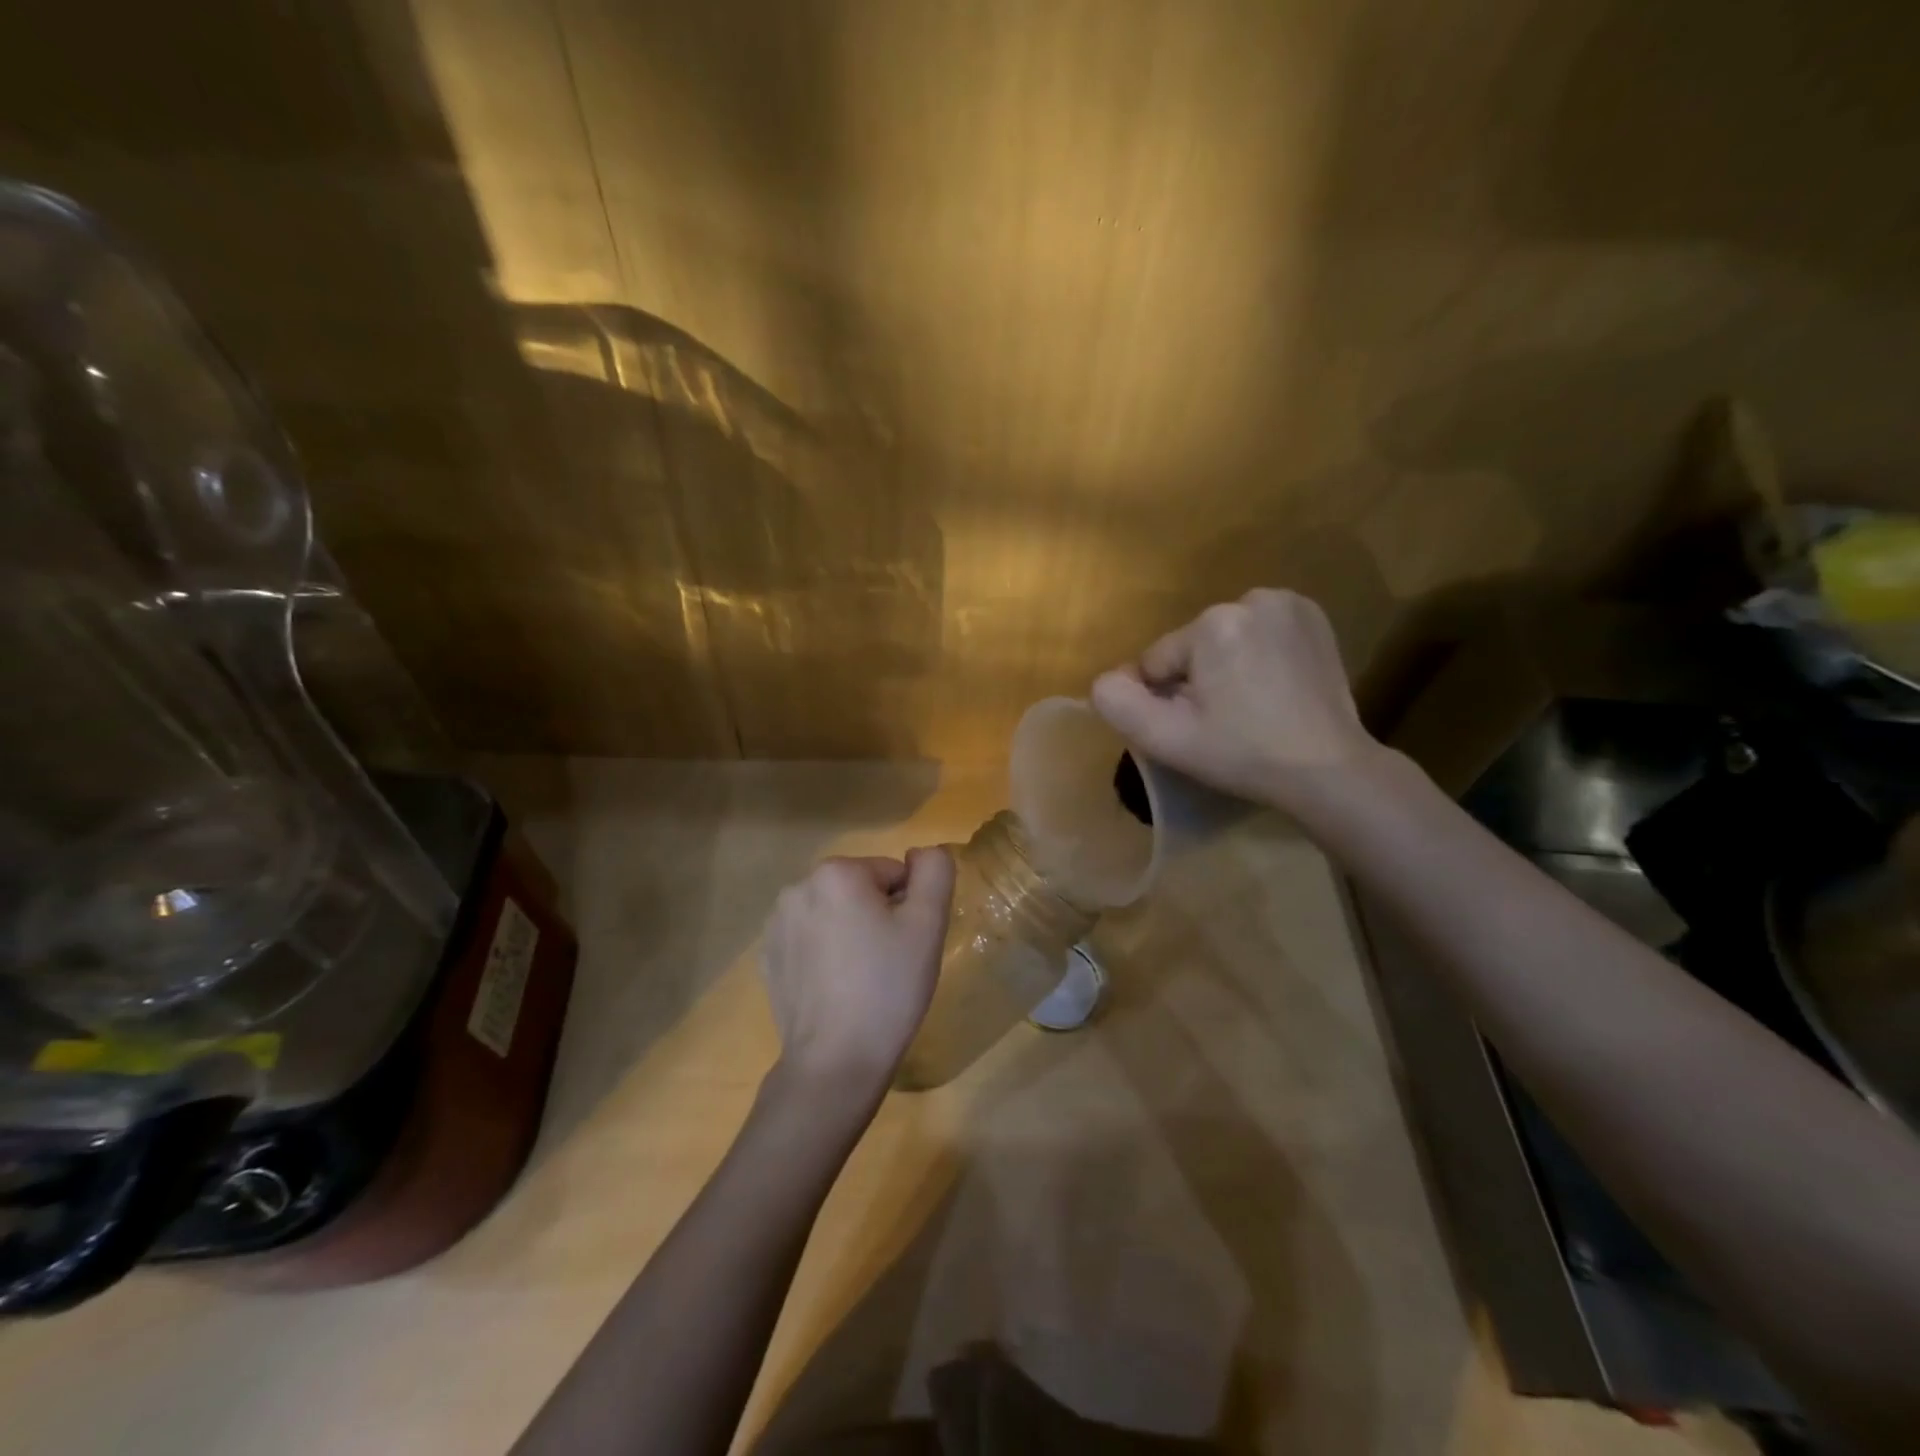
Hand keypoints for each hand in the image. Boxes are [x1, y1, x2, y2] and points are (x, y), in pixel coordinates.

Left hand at [761, 848, 956, 1093]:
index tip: (907, 945)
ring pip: (833, 914)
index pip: (892, 873)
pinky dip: (825, 955)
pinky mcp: (768, 958)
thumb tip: (924, 853)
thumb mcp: (928, 924)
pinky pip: (809, 941)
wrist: (835, 1061)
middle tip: (889, 962)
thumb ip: (934, 872)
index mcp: (837, 872)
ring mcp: (776, 925)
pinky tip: (835, 990)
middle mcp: (798, 887)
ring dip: (850, 933)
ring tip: (861, 978)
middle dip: (877, 916)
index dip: (909, 907)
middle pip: (860, 890)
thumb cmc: (888, 987)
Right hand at [1091, 588, 1380, 812]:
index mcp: (1212, 624)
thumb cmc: (1243, 754)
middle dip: (1197, 679)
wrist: (1328, 769)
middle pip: (1192, 647)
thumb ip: (1118, 703)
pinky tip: (1274, 686)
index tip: (1198, 728)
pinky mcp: (1313, 616)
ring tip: (1251, 706)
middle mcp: (1250, 599)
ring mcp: (1288, 604)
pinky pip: (1258, 632)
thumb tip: (1106, 680)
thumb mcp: (1167, 739)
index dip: (1167, 699)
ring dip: (1225, 666)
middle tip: (1224, 721)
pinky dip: (1257, 654)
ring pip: (1224, 639)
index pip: (1157, 661)